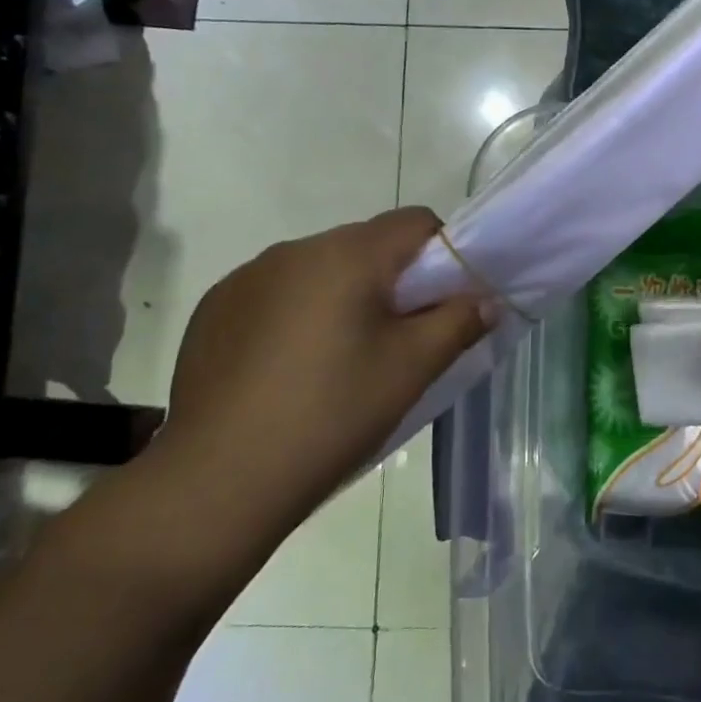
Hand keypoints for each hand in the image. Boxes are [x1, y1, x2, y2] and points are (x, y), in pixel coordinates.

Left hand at [155, 207, 492, 529]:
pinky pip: (276, 293)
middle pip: (367, 245)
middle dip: (393, 280)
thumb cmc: (332, 414)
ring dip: (344, 297)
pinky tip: (290, 370)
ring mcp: (246, 277)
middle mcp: (293, 250)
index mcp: (346, 255)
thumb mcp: (412, 368)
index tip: (444, 302)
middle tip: (399, 340)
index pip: (415, 221)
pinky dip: (298, 315)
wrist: (218, 479)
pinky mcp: (214, 309)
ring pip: (320, 270)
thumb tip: (485, 300)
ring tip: (340, 360)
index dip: (444, 253)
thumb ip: (458, 322)